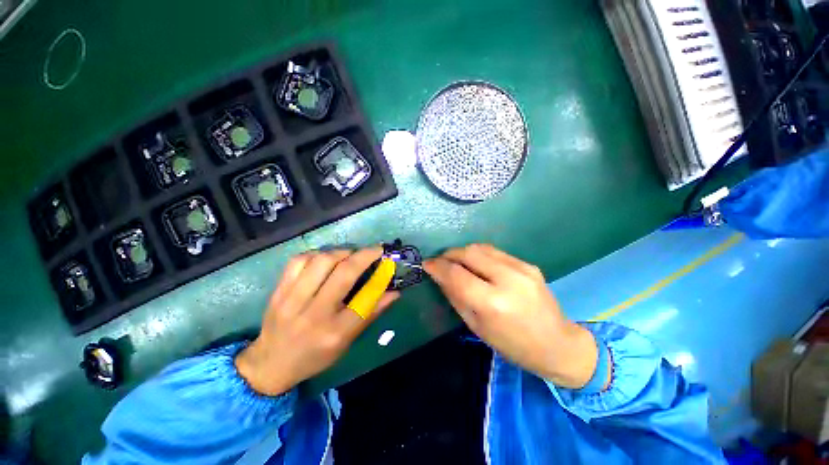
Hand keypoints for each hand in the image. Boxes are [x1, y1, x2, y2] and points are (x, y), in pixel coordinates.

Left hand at [235, 247, 398, 395]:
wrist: (271, 363)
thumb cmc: (316, 355)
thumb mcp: (347, 341)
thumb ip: (371, 313)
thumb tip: (394, 292)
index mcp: (334, 332)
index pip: (364, 299)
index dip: (380, 276)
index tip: (387, 260)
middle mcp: (314, 314)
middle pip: (343, 273)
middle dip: (363, 255)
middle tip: (373, 251)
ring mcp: (292, 300)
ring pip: (321, 261)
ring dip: (341, 252)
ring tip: (349, 255)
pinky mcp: (278, 291)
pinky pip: (299, 260)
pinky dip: (317, 254)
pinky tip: (324, 259)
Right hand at [424, 244, 603, 388]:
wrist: (557, 344)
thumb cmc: (512, 345)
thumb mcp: (477, 327)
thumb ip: (456, 297)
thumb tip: (439, 276)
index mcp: (493, 303)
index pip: (457, 274)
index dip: (438, 266)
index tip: (426, 264)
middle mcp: (508, 279)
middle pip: (469, 253)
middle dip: (449, 254)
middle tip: (440, 261)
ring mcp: (522, 268)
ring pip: (481, 247)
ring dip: (463, 252)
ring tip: (455, 260)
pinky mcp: (528, 264)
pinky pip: (495, 252)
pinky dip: (479, 254)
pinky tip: (476, 264)